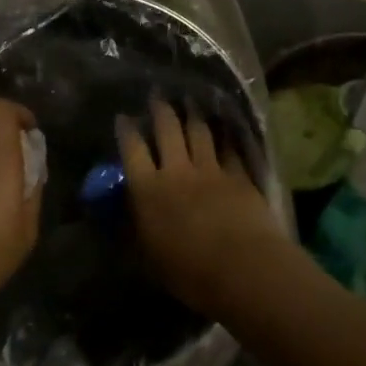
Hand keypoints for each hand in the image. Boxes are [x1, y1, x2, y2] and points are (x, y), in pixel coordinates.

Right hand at [118, 99, 285, 316]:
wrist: (243, 268)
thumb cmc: (189, 272)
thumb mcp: (150, 256)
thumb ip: (137, 229)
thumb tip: (124, 214)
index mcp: (149, 191)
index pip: (132, 151)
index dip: (127, 132)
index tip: (123, 117)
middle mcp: (177, 172)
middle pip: (167, 131)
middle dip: (160, 110)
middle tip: (157, 93)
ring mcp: (211, 170)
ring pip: (200, 133)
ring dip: (193, 114)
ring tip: (190, 101)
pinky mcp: (239, 176)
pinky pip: (230, 149)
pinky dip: (226, 137)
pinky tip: (225, 129)